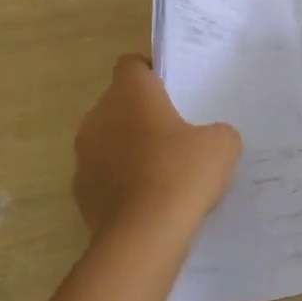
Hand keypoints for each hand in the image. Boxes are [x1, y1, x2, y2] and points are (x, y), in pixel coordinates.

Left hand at [72, 55, 240, 238]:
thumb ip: (216, 131)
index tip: (173, 92)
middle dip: (142, 115)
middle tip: (175, 134)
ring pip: (108, 140)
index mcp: (130, 92)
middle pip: (119, 103)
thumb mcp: (222, 145)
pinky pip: (103, 176)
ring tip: (162, 172)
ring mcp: (84, 155)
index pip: (132, 64)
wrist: (144, 236)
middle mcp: (99, 115)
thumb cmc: (183, 173)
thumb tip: (209, 138)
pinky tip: (147, 201)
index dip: (151, 73)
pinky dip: (120, 182)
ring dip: (128, 149)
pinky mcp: (80, 191)